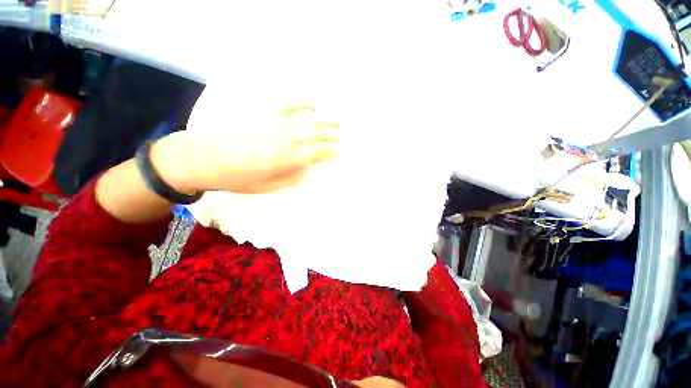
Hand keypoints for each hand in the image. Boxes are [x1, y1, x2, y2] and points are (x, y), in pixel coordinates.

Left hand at [153, 105, 338, 194]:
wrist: (202, 158)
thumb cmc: (236, 178)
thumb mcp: (266, 187)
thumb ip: (290, 178)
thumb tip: (306, 169)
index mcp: (286, 159)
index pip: (316, 153)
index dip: (330, 152)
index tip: (340, 151)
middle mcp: (285, 139)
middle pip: (315, 134)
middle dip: (331, 134)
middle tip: (344, 134)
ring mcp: (275, 124)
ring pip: (306, 120)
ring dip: (324, 119)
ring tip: (337, 119)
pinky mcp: (264, 114)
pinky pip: (287, 105)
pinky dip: (301, 103)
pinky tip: (312, 103)